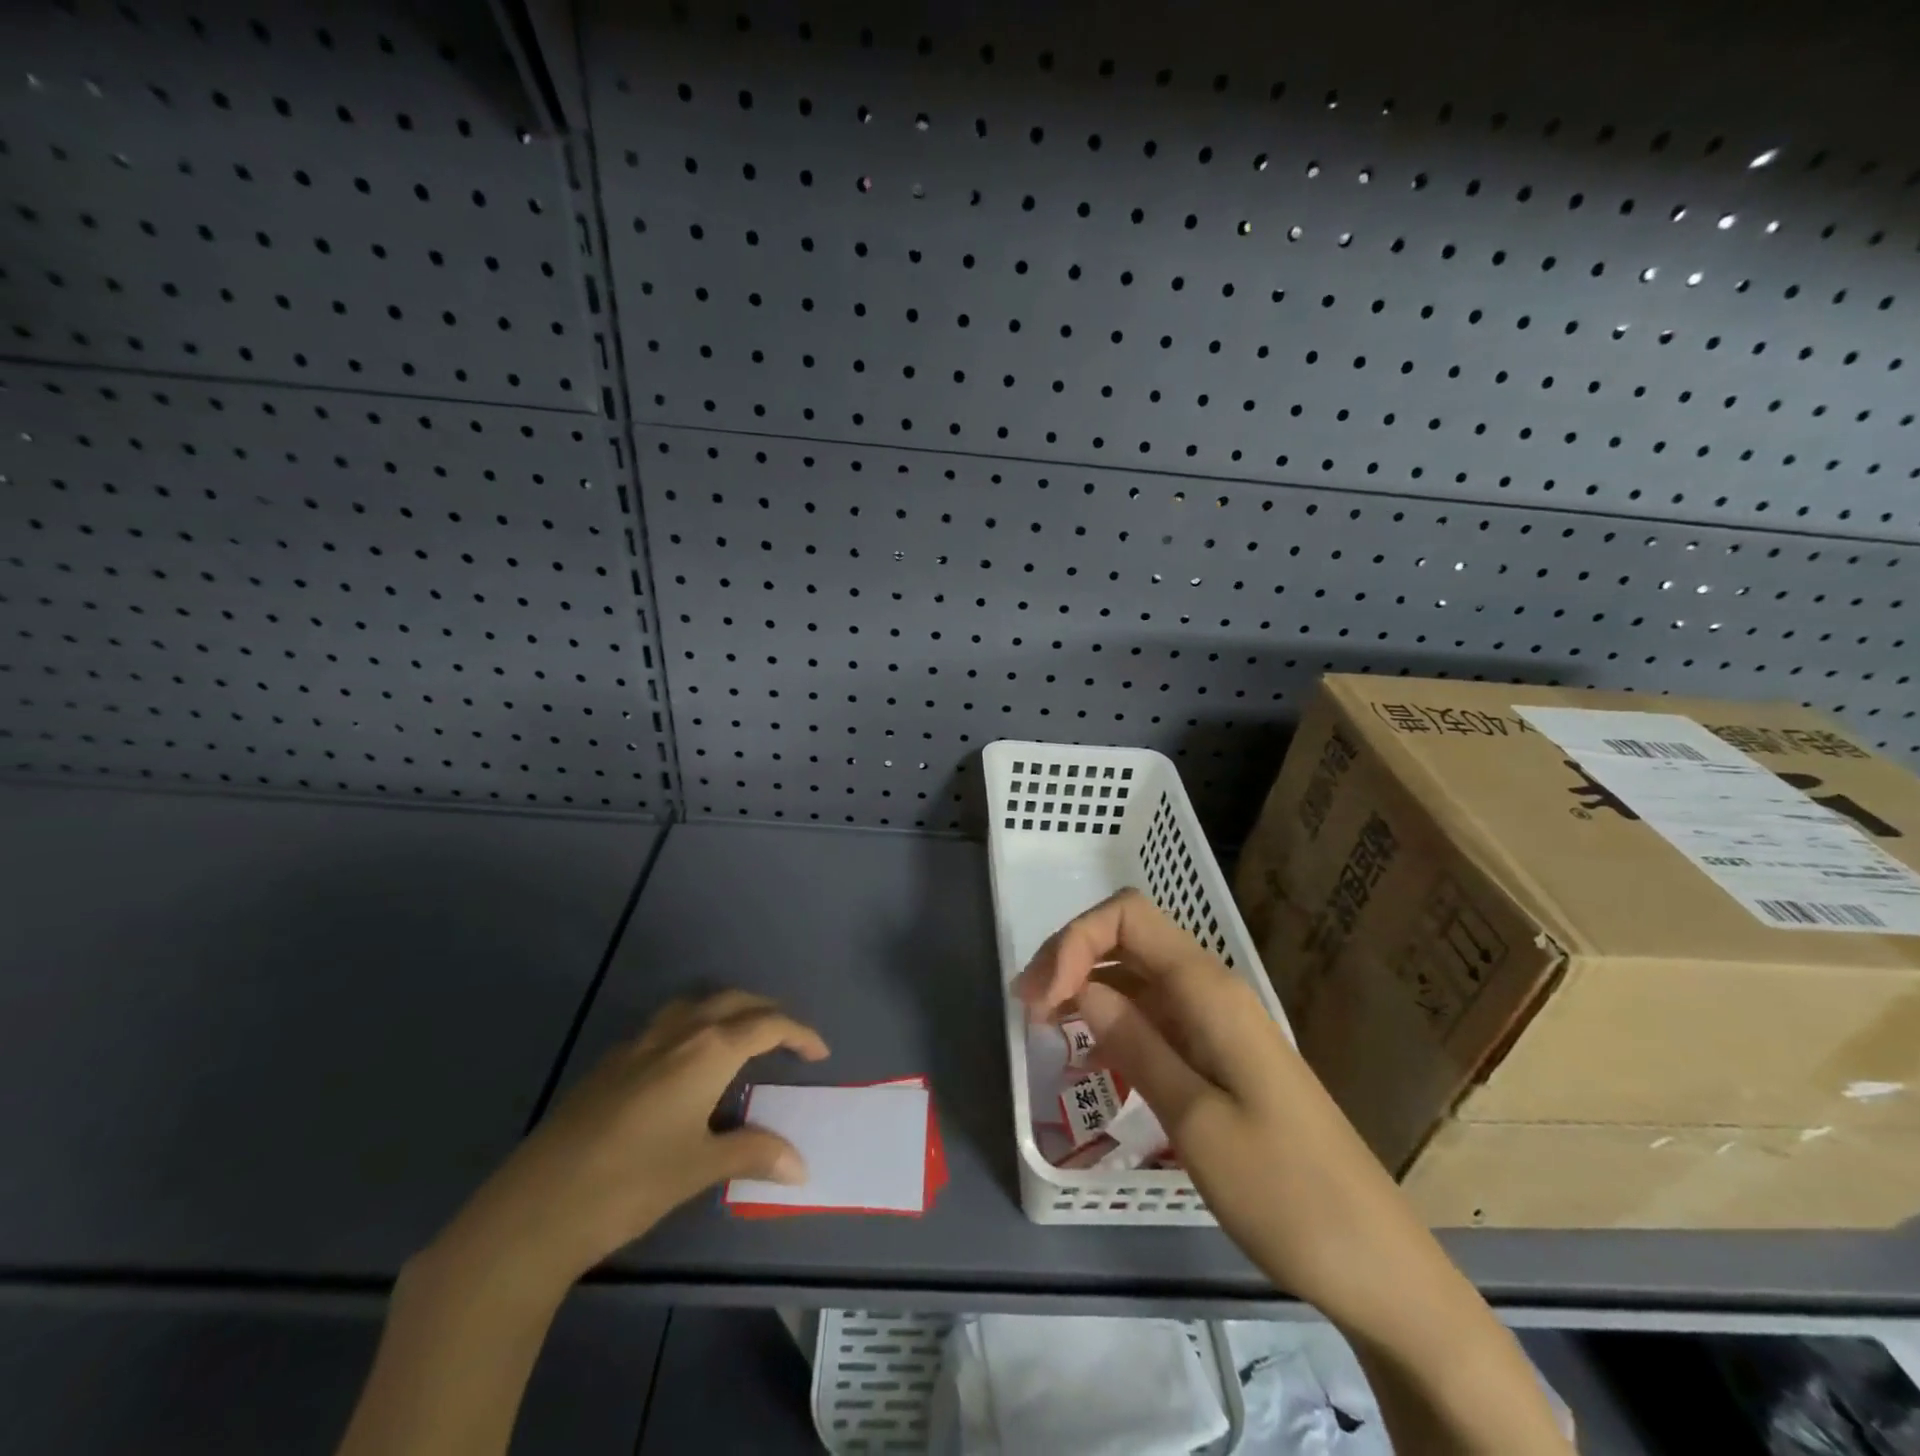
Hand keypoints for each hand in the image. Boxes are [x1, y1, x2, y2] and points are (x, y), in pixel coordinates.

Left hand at [434, 991, 828, 1289]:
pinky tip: (685, 1067)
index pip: (767, 1025)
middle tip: (786, 1038)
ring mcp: (638, 1043)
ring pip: (694, 1004)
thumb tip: (801, 1166)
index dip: (799, 1033)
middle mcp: (677, 1032)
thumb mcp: (698, 1168)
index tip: (819, 1052)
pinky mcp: (610, 1062)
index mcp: (707, 1050)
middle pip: (733, 1001)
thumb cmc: (630, 1184)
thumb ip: (753, 1154)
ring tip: (741, 1038)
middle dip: (766, 1012)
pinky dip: (692, 1027)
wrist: (535, 1209)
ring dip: (726, 1010)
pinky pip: (665, 1025)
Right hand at [1015, 888, 1417, 1319]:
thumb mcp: (1197, 1121)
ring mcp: (1216, 1022)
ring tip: (1046, 1030)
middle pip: (1127, 937)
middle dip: (1070, 958)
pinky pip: (1153, 1015)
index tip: (1042, 1001)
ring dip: (1086, 988)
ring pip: (1136, 975)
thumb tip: (1080, 989)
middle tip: (1029, 1012)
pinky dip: (1112, 1020)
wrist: (1377, 1264)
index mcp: (1209, 990)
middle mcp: (1211, 991)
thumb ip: (1134, 1044)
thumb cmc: (1288, 1194)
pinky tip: (1088, 1054)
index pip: (1127, 916)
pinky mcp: (1217, 1055)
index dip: (1075, 940)